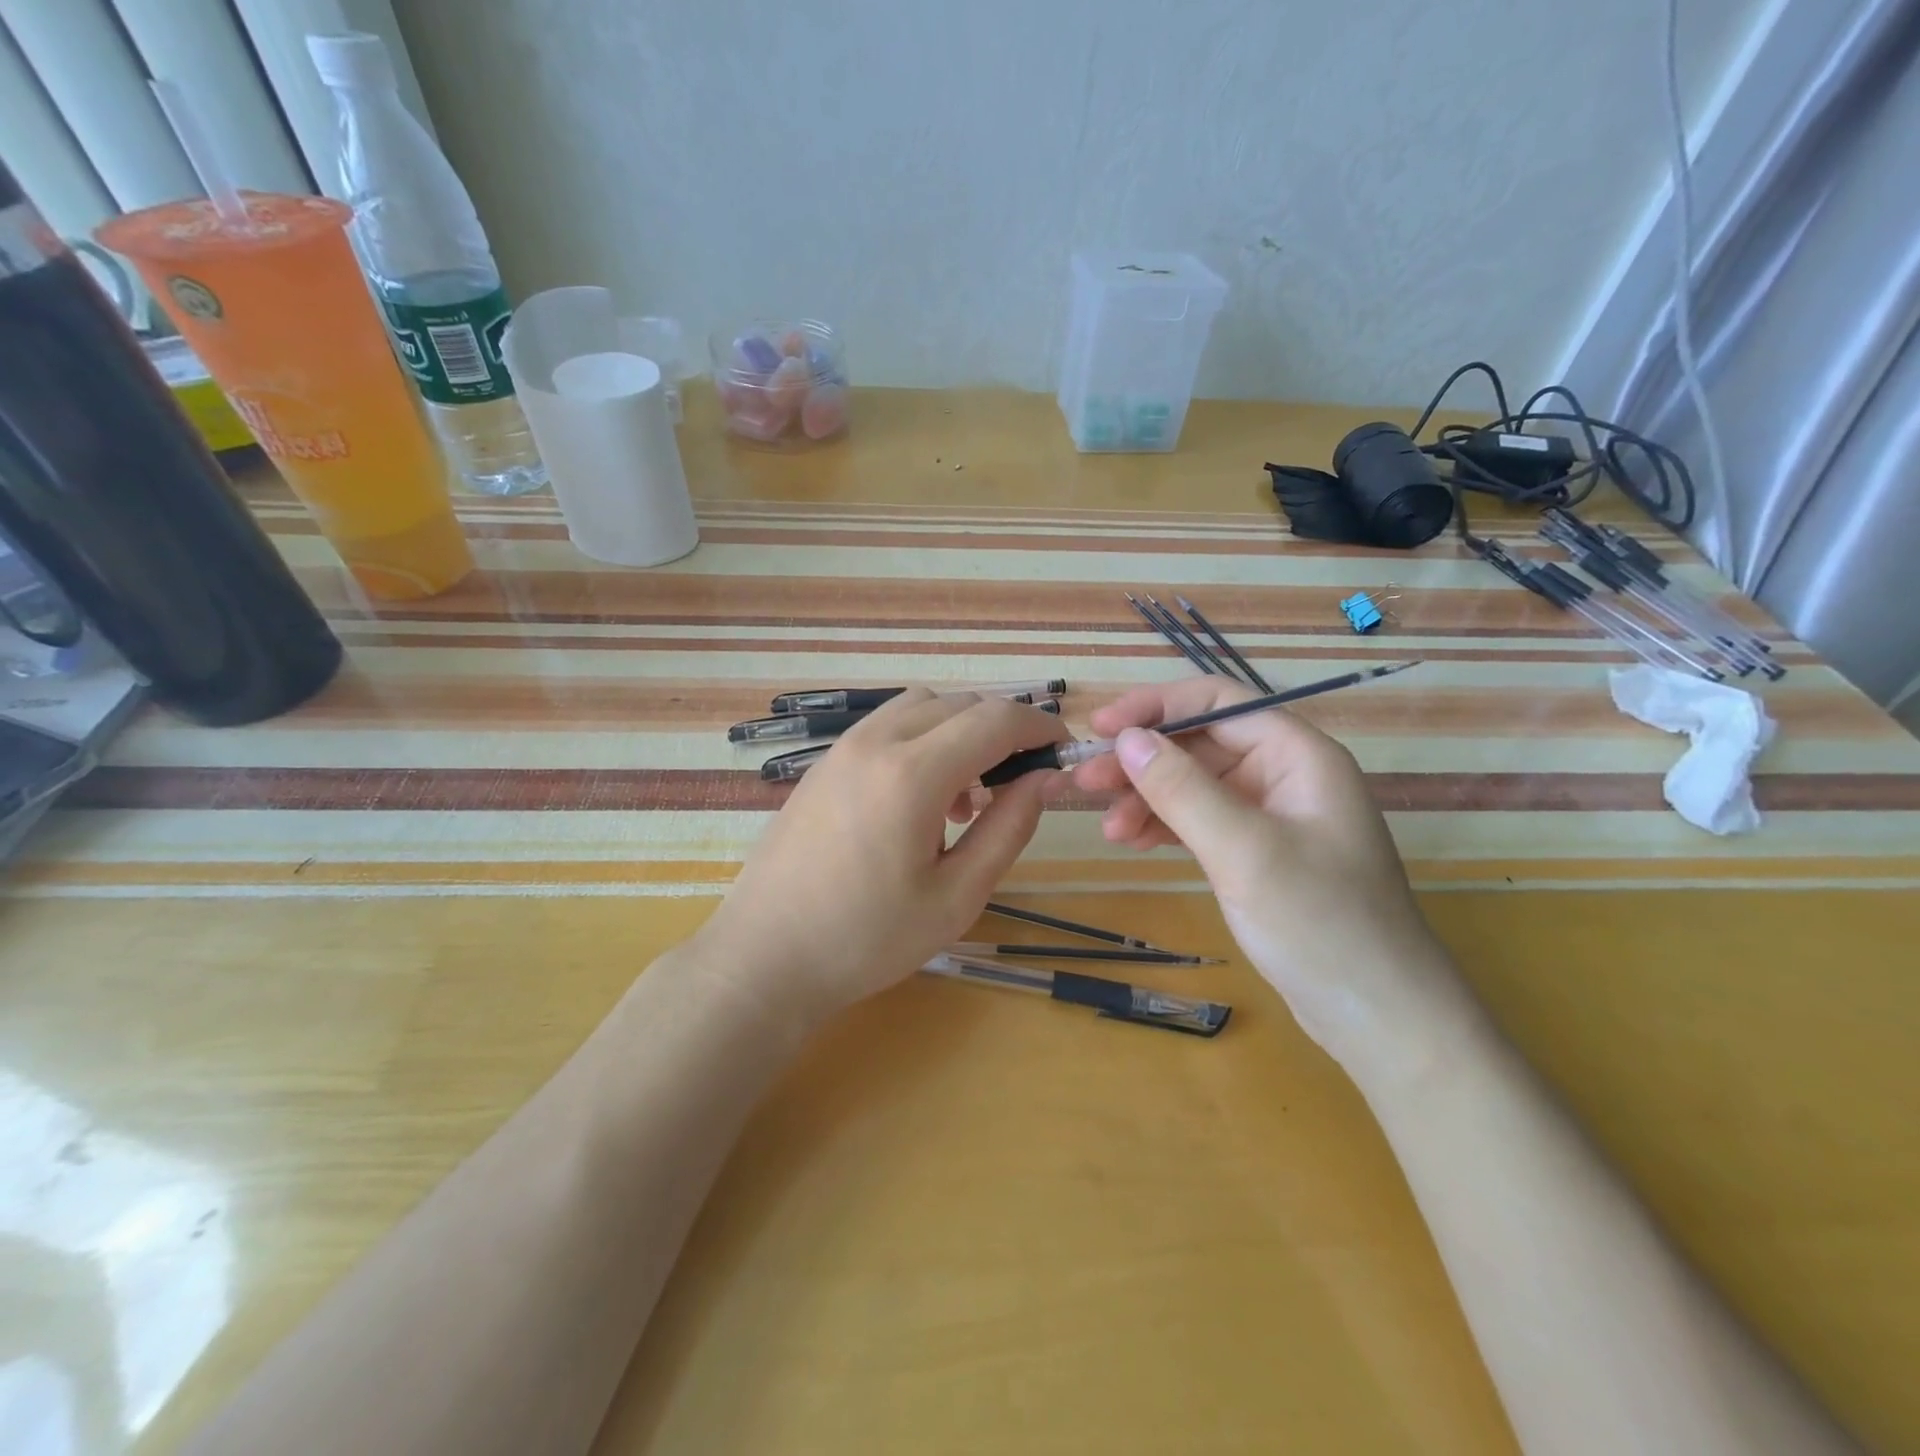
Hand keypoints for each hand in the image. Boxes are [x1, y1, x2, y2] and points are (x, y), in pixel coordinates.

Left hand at [697, 690, 1069, 1029]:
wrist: (765, 957)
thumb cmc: (867, 940)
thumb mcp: (956, 897)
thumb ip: (1008, 828)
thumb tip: (1044, 779)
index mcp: (912, 774)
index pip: (995, 720)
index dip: (1039, 728)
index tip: (1062, 754)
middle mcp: (876, 742)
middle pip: (960, 704)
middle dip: (1002, 731)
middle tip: (1017, 784)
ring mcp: (843, 748)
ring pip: (922, 706)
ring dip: (959, 731)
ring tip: (965, 797)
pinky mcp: (824, 763)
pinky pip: (887, 726)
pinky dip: (921, 739)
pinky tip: (919, 800)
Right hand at [1072, 678, 1482, 1084]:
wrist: (1379, 1017)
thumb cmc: (1321, 923)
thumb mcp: (1244, 851)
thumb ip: (1182, 789)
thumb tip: (1126, 737)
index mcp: (1298, 755)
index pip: (1218, 702)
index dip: (1156, 706)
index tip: (1102, 728)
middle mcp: (1284, 774)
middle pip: (1200, 743)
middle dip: (1142, 760)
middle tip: (1085, 782)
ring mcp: (1271, 815)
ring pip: (1194, 784)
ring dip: (1146, 797)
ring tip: (1106, 827)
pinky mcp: (1257, 852)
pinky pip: (1200, 821)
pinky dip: (1164, 825)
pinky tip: (1132, 841)